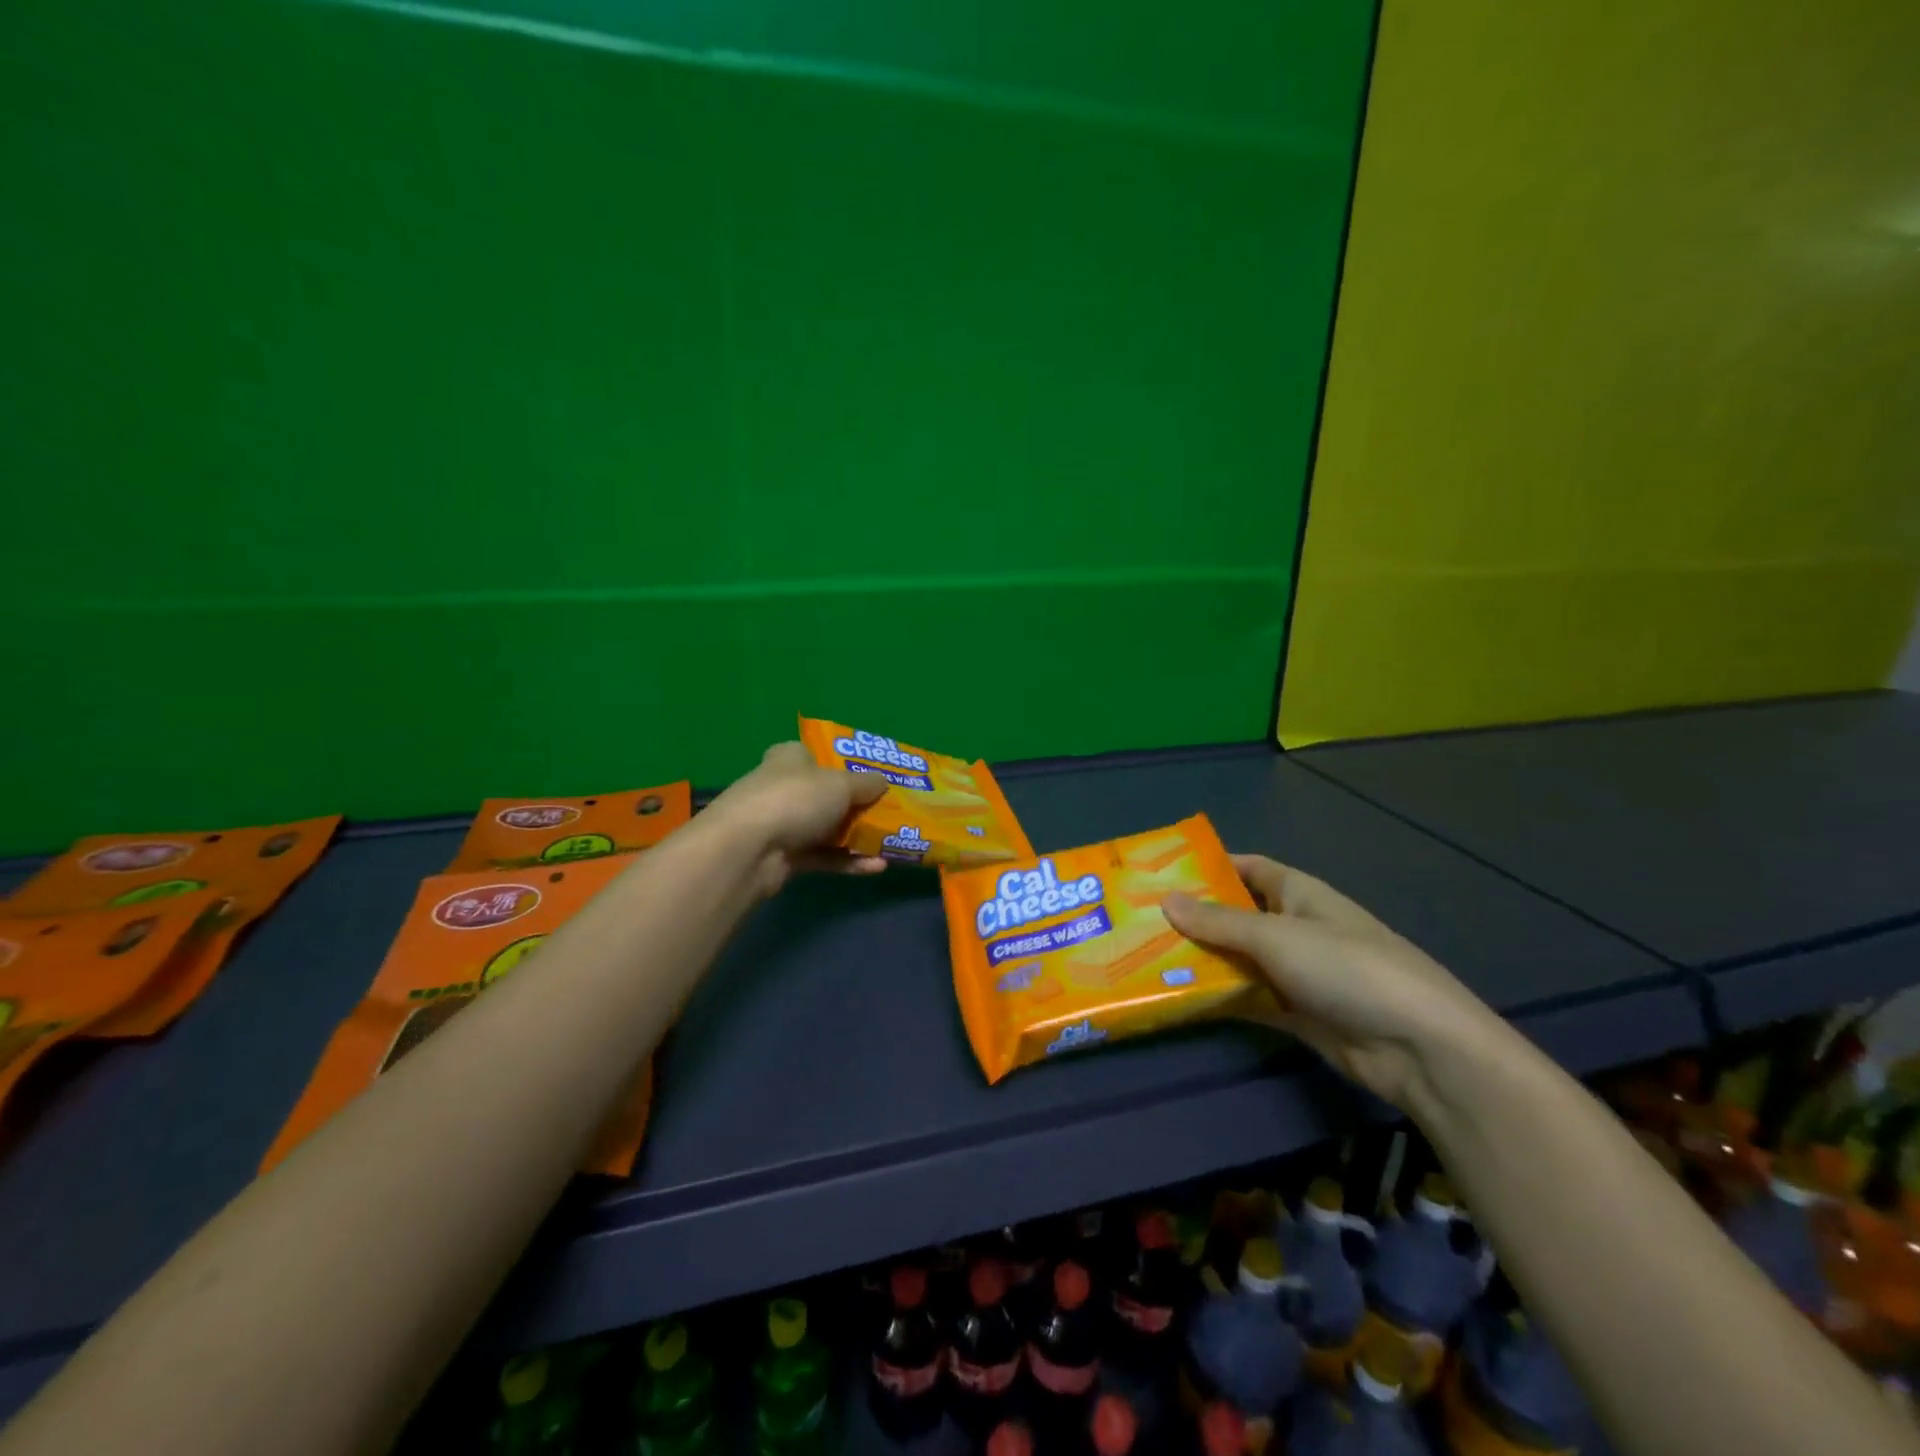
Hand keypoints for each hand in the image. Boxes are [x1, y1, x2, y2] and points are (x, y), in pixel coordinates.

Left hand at [700, 742, 891, 897]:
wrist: (748, 849)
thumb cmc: (795, 799)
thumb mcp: (840, 784)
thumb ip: (866, 784)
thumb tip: (885, 781)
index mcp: (791, 757)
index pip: (817, 754)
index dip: (845, 763)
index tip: (875, 776)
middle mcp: (784, 787)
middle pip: (827, 794)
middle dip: (858, 805)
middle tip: (892, 812)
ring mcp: (782, 823)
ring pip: (827, 828)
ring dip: (857, 837)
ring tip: (892, 843)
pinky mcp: (784, 857)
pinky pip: (824, 856)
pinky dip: (848, 861)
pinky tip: (878, 867)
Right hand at [1164, 855, 1505, 1107]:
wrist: (1419, 1047)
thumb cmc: (1347, 968)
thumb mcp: (1276, 937)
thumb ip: (1219, 922)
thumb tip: (1165, 900)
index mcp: (1298, 894)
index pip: (1247, 868)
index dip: (1208, 866)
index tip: (1160, 872)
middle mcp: (1294, 928)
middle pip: (1235, 916)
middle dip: (1193, 918)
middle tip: (1137, 921)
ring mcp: (1295, 973)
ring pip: (1237, 960)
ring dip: (1200, 961)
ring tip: (1144, 959)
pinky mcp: (1295, 1014)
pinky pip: (1246, 999)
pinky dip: (1218, 998)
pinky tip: (1178, 999)